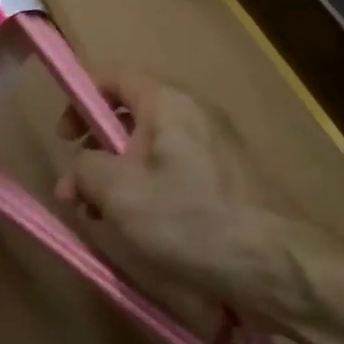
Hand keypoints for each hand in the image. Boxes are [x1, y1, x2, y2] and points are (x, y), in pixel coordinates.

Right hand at [56, 74, 334, 323]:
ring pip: (152, 151)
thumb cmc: (192, 219)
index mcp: (168, 103)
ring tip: (105, 220)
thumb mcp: (121, 193)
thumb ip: (85, 172)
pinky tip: (143, 231)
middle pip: (131, 117)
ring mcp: (215, 148)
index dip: (82, 99)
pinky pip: (176, 173)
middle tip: (78, 193)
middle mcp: (194, 114)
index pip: (115, 78)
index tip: (64, 139)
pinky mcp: (228, 181)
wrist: (279, 266)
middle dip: (97, 152)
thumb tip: (76, 173)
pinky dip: (150, 193)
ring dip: (121, 179)